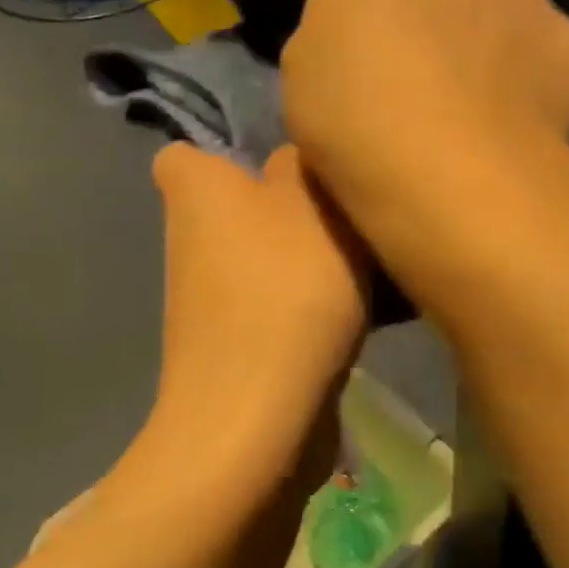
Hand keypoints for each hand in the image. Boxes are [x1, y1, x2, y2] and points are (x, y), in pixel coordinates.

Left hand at [149, 143, 368, 473]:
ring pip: (274, 258)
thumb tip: (294, 161)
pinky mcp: (241, 344)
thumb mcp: (312, 202)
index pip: (188, 153)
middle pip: (247, 207)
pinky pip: (285, 305)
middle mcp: (194, 239)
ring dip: (318, 258)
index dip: (232, 153)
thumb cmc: (285, 289)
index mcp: (197, 190)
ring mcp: (215, 299)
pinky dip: (318, 305)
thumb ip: (304, 163)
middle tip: (354, 210)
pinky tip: (376, 312)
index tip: (290, 163)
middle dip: (297, 207)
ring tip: (381, 264)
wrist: (260, 415)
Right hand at [281, 0, 568, 279]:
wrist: (461, 185)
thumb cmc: (358, 124)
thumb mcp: (305, 72)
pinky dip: (531, 73)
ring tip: (472, 103)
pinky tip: (516, 122)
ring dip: (484, 31)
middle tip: (417, 60)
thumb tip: (367, 23)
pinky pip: (545, 46)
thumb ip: (337, 23)